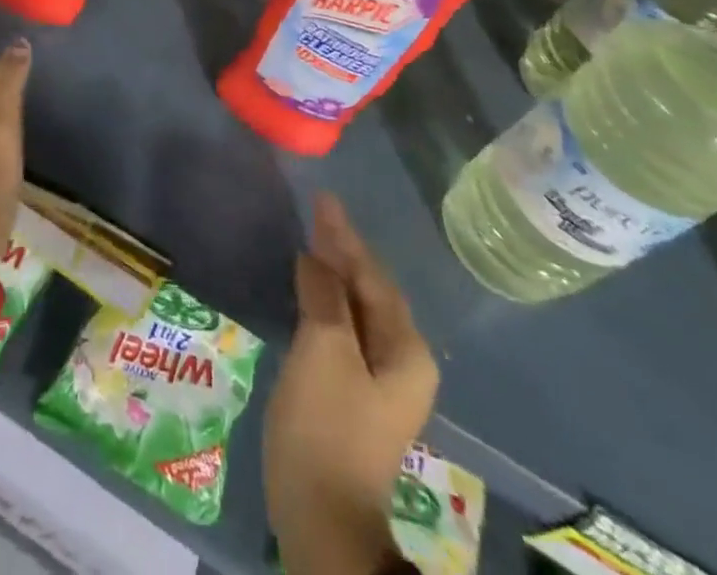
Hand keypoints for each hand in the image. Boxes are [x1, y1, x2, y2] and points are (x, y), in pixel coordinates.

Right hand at [265, 194, 437, 574]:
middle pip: (371, 291)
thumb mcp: (323, 350)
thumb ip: (324, 297)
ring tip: (312, 242)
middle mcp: (404, 361)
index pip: (372, 277)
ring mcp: (382, 382)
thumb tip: (316, 260)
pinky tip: (311, 291)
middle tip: (316, 213)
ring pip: (359, 311)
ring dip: (336, 276)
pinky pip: (347, 331)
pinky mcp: (358, 396)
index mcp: (406, 349)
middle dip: (344, 252)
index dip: (344, 236)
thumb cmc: (326, 426)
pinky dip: (329, 304)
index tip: (324, 200)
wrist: (323, 516)